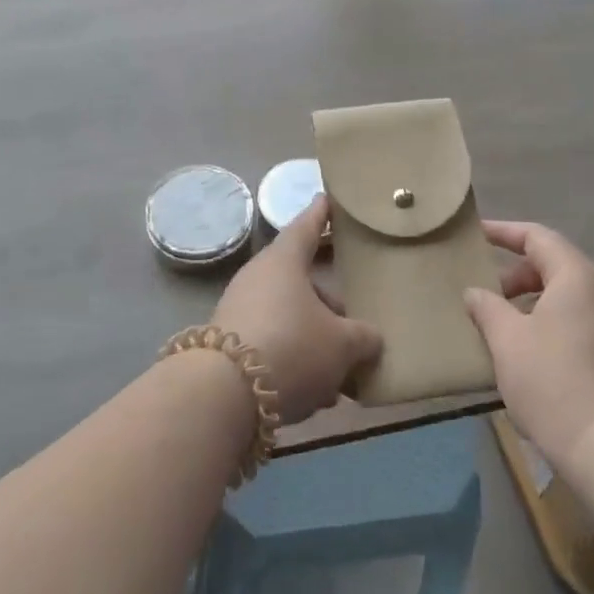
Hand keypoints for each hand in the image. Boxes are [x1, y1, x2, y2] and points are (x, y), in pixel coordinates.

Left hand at [213, 196, 382, 425]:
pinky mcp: (230, 345)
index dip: (322, 214)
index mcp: (284, 261)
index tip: (329, 199)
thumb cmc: (292, 347)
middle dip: (328, 303)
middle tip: (354, 320)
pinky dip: (295, 361)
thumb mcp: (342, 345)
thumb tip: (370, 338)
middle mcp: (258, 277)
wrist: (223, 394)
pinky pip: (273, 344)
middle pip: (301, 281)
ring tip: (341, 374)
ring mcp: (240, 310)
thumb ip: (363, 338)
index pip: (306, 226)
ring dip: (314, 340)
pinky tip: (315, 394)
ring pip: (289, 317)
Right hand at [465, 220, 593, 462]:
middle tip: (486, 294)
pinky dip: (555, 321)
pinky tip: (532, 349)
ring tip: (504, 323)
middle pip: (556, 265)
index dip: (503, 233)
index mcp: (579, 276)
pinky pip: (584, 320)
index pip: (538, 237)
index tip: (476, 236)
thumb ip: (487, 307)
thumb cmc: (551, 380)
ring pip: (570, 295)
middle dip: (517, 275)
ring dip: (535, 301)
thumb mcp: (506, 339)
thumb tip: (475, 293)